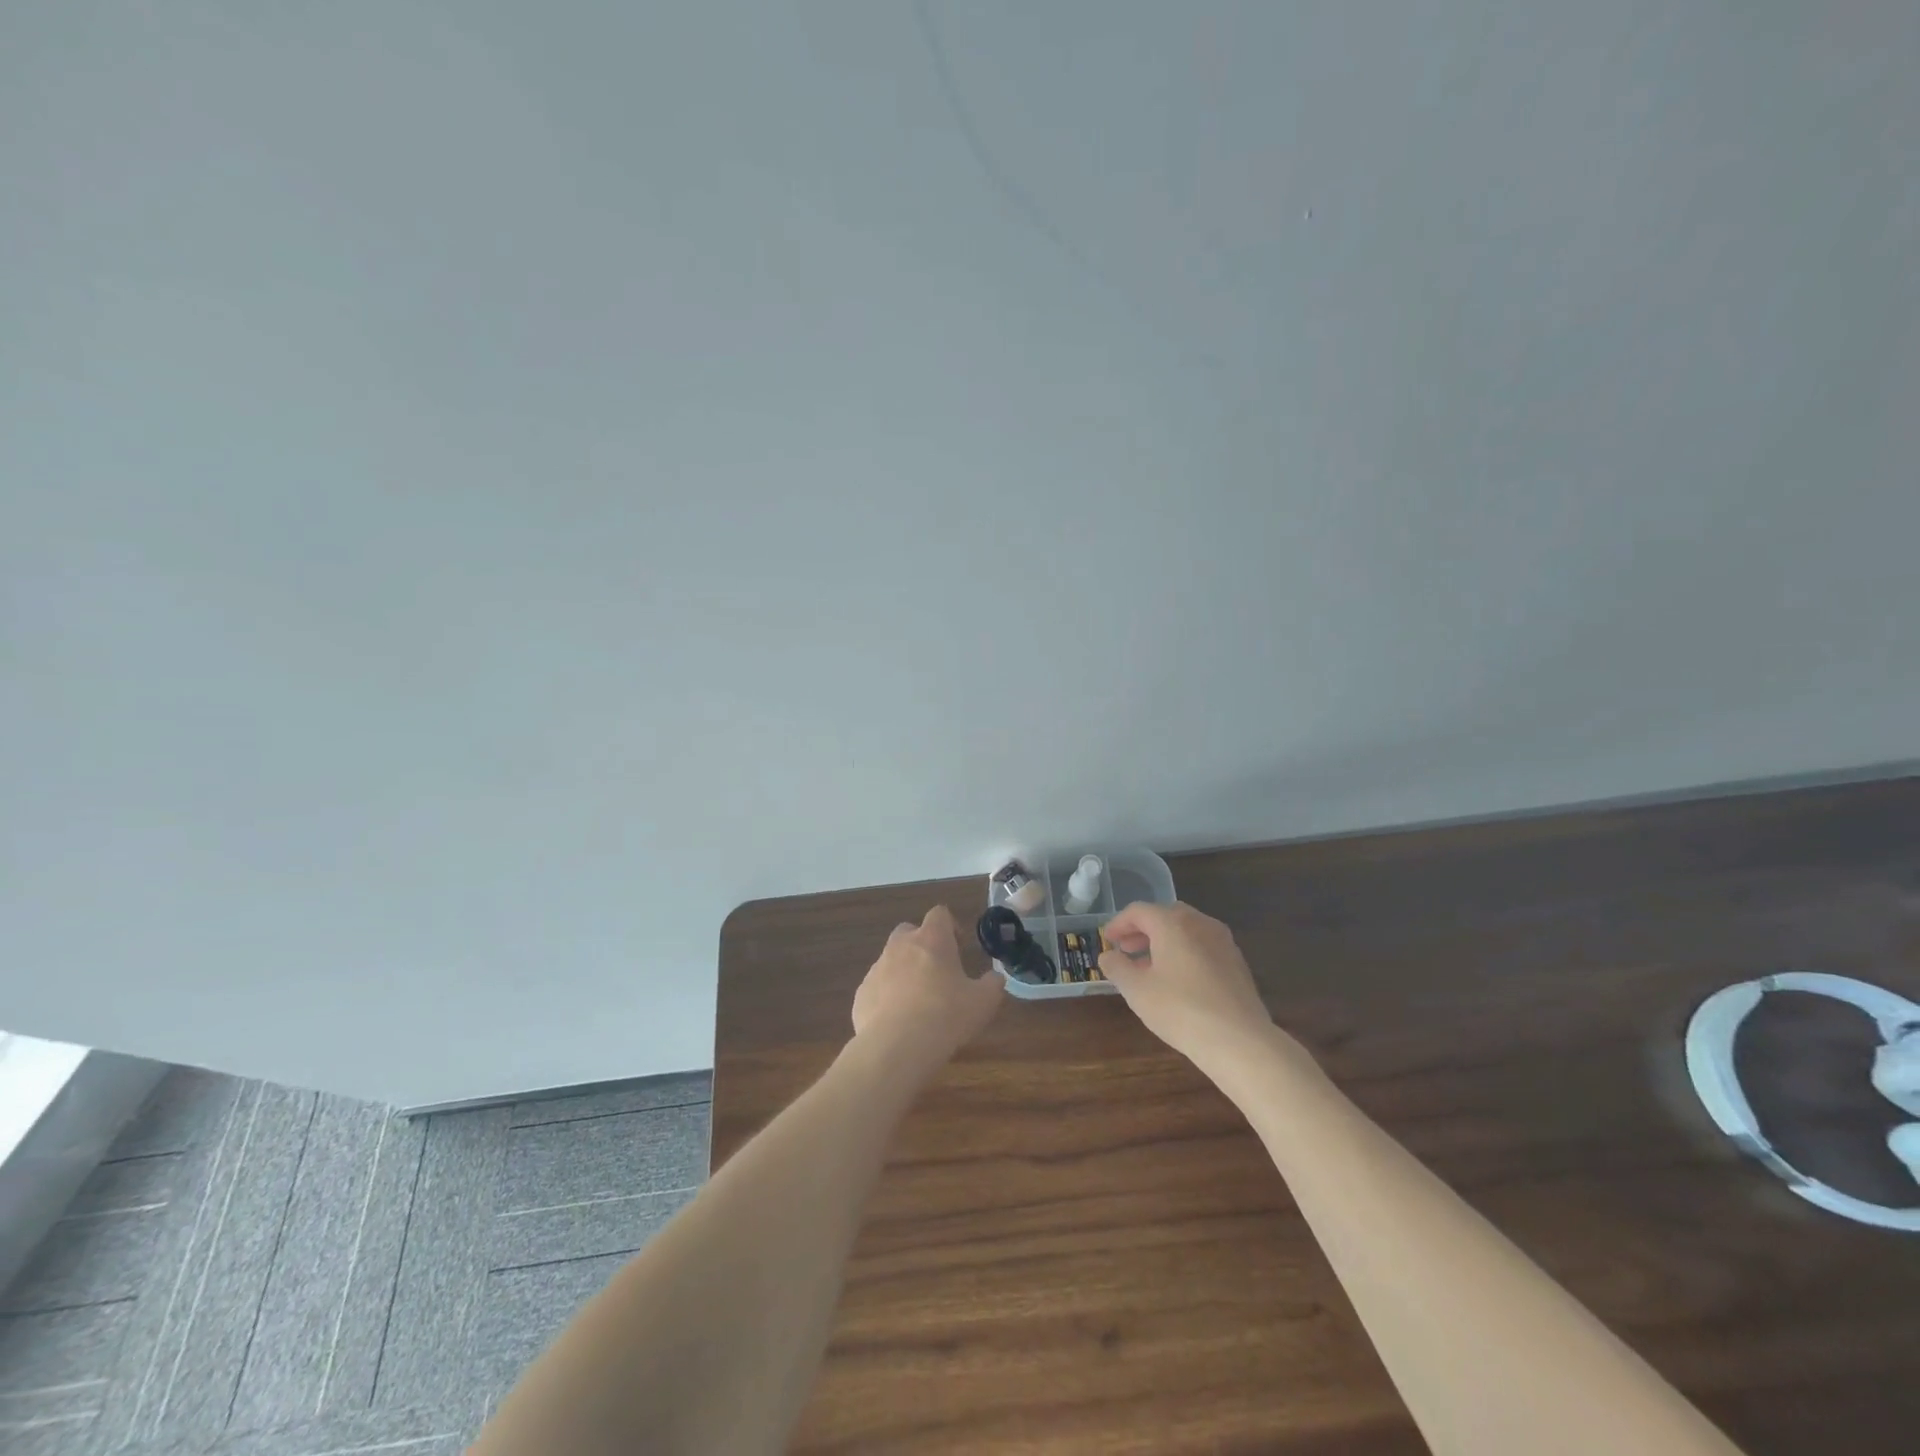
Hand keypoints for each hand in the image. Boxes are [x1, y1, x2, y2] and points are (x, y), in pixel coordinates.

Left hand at [852, 905, 1003, 1068]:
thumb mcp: (983, 1002)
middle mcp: (901, 946)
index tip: (959, 947)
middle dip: (922, 945)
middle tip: (937, 971)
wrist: (896, 1047)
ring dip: (904, 972)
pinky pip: (877, 987)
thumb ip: (992, 984)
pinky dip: (887, 997)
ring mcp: (877, 968)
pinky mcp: (861, 994)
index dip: (950, 926)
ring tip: (918, 1002)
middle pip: (909, 931)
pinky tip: (898, 1022)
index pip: (939, 914)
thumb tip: (995, 978)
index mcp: (932, 939)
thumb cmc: (946, 1016)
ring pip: (891, 960)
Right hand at [1098, 901, 1274, 1061]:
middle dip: (1142, 931)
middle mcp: (1200, 923)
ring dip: (1164, 942)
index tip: (1107, 941)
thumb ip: (1117, 968)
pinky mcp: (1237, 963)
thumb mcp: (1137, 990)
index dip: (1118, 924)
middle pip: (1164, 916)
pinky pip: (1203, 947)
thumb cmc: (1181, 1010)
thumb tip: (1108, 956)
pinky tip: (1178, 981)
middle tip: (1126, 950)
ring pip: (1186, 931)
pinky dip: (1184, 953)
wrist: (1240, 1041)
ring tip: (1149, 968)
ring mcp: (1223, 942)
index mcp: (1173, 923)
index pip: (1138, 911)